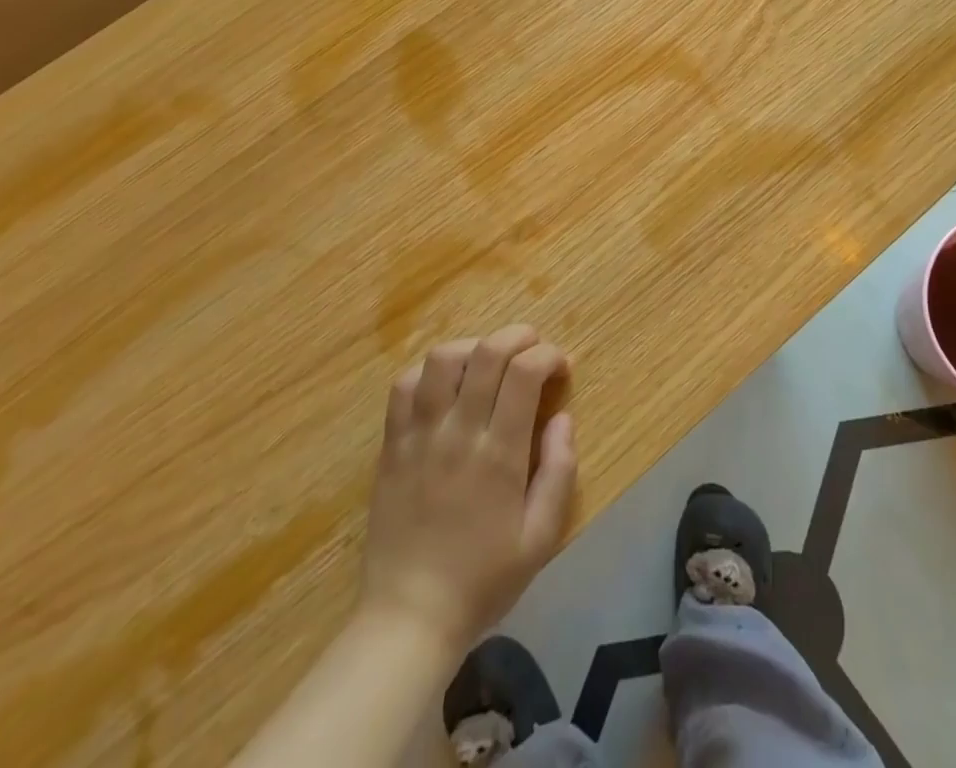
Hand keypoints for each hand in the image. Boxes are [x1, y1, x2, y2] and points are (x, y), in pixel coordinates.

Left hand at [360, 326, 575, 654]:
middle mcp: (459, 432)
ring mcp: (420, 435)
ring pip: (442, 359)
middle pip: (487, 352)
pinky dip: (428, 372)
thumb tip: (564, 417)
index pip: (524, 372)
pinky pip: (403, 386)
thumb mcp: (541, 538)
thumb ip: (559, 471)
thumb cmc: (483, 580)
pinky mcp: (391, 446)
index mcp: (499, 454)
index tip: (560, 368)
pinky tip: (445, 386)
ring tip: (489, 362)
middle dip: (518, 336)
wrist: (408, 619)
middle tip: (534, 348)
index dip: (549, 356)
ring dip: (473, 346)